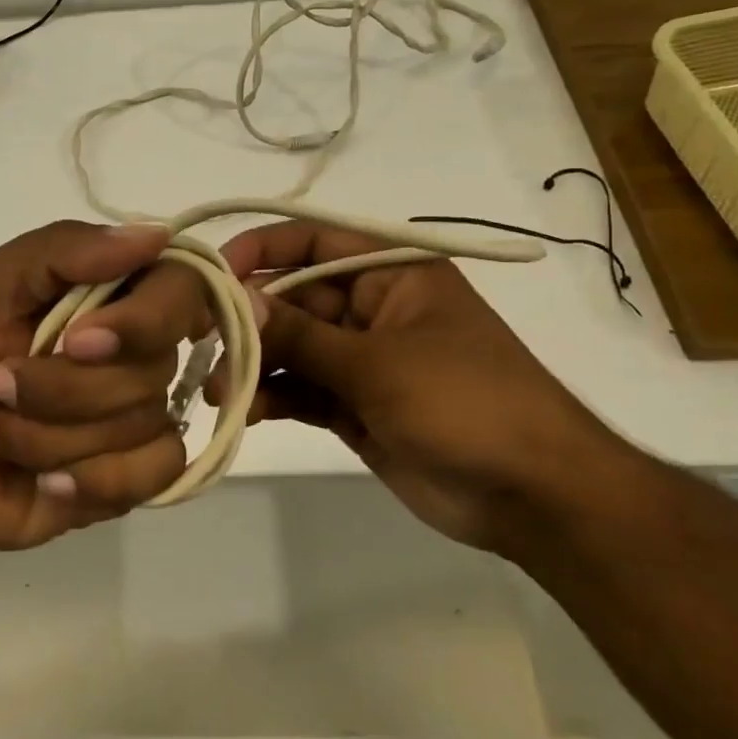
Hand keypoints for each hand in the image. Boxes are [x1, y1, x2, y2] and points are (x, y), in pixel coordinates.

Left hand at [0, 220, 205, 552]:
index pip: (179, 286)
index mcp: (111, 294)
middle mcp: (139, 349)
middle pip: (156, 363)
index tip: (78, 341)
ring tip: (1, 432)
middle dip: (66, 387)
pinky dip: (91, 480)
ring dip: (53, 436)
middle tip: (0, 386)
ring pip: (143, 421)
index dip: (145, 317)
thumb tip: (156, 236)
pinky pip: (156, 472)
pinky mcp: (141, 473)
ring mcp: (144, 412)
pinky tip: (47, 482)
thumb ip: (61, 251)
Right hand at [216, 221, 621, 549]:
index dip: (262, 249)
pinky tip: (246, 412)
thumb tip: (237, 300)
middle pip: (293, 299)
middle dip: (250, 322)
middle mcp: (370, 307)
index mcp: (391, 273)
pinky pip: (302, 389)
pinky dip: (273, 397)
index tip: (213, 274)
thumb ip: (303, 335)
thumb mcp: (379, 363)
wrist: (535, 496)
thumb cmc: (467, 403)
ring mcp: (361, 359)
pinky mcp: (353, 405)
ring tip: (219, 390)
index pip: (314, 242)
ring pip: (292, 348)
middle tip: (202, 346)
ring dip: (255, 365)